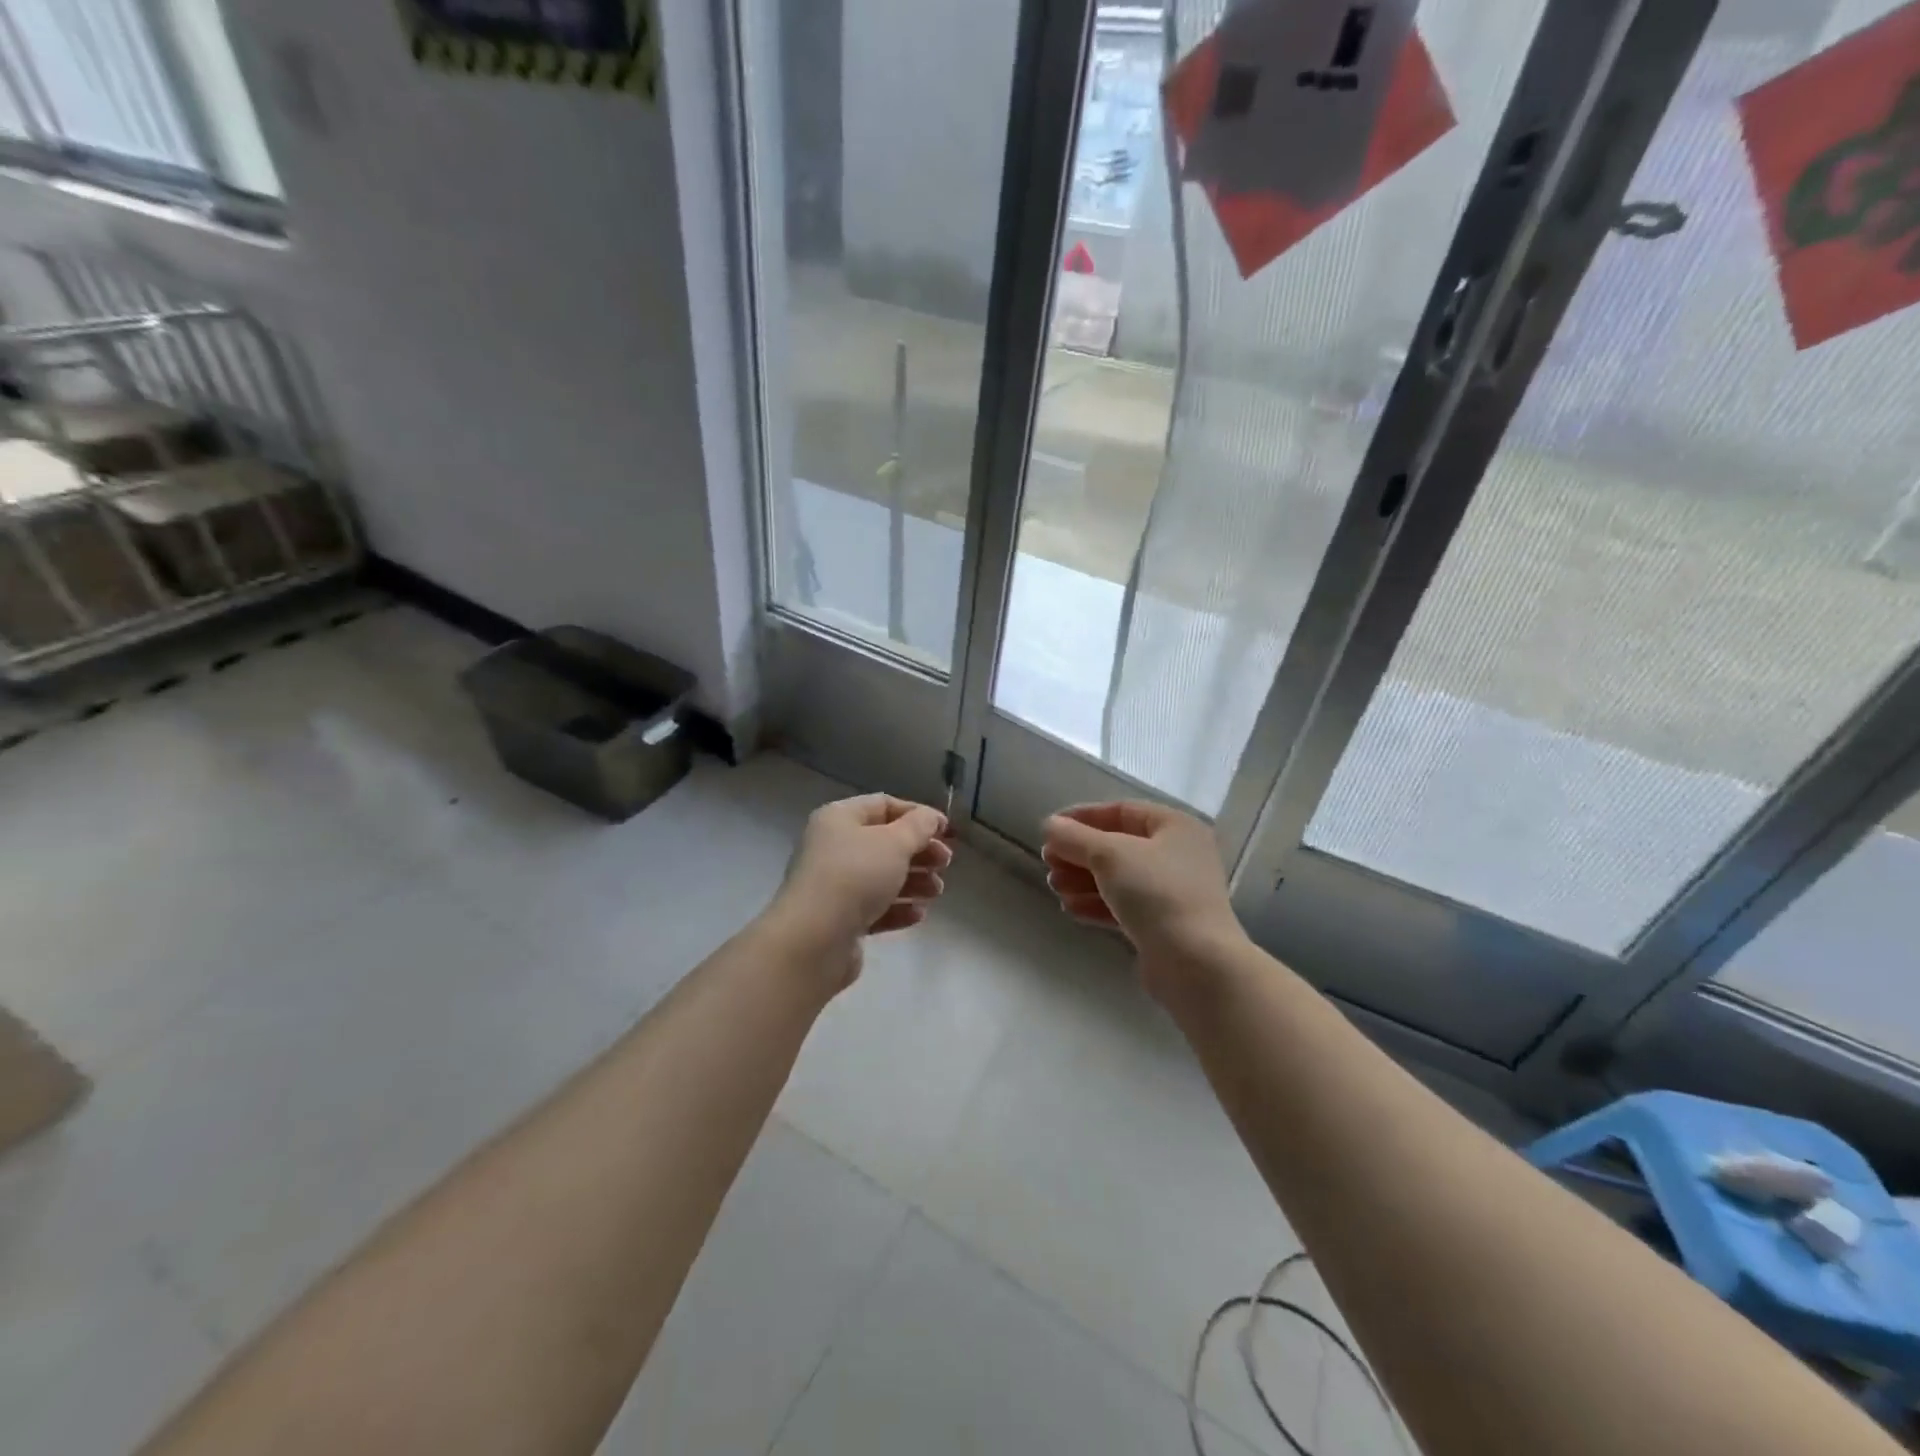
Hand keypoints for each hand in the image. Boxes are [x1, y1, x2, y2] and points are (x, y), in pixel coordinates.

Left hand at [767, 794, 952, 986]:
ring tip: (936, 892)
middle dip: (919, 851)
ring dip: (914, 881)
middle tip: (946, 863)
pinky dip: (898, 908)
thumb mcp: (894, 843)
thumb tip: (931, 817)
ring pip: (882, 877)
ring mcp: (834, 885)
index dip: (917, 814)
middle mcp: (833, 847)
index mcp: (839, 818)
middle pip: (885, 843)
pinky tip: (918, 915)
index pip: (883, 805)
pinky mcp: (839, 919)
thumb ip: (919, 827)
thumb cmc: (855, 876)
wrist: (814, 939)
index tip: (946, 830)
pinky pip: (874, 908)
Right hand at [1041, 801, 1245, 993]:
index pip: (1121, 811)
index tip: (1050, 829)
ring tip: (1054, 886)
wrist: (1195, 962)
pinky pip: (1124, 906)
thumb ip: (1074, 837)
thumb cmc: (1156, 893)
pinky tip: (1070, 908)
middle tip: (1048, 863)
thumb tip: (1049, 825)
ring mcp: (1172, 892)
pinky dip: (1097, 904)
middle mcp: (1177, 855)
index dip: (1083, 817)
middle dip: (1079, 854)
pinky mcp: (1163, 925)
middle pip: (1117, 846)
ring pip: (1118, 878)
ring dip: (1083, 880)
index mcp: (1174, 826)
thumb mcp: (1109, 855)